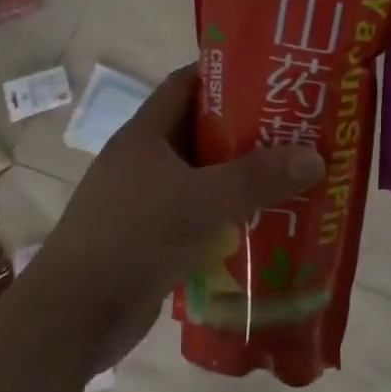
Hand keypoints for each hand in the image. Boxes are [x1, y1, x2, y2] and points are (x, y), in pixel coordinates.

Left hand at [31, 64, 325, 365]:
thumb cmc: (129, 240)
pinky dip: (233, 217)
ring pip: (206, 178)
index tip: (274, 76)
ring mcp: (150, 202)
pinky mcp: (157, 240)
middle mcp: (147, 162)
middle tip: (300, 130)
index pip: (187, 84)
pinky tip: (271, 224)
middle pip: (203, 132)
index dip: (227, 74)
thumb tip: (315, 157)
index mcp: (145, 135)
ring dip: (245, 179)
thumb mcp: (195, 202)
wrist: (74, 317)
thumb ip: (254, 179)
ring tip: (297, 175)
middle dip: (249, 130)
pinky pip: (203, 217)